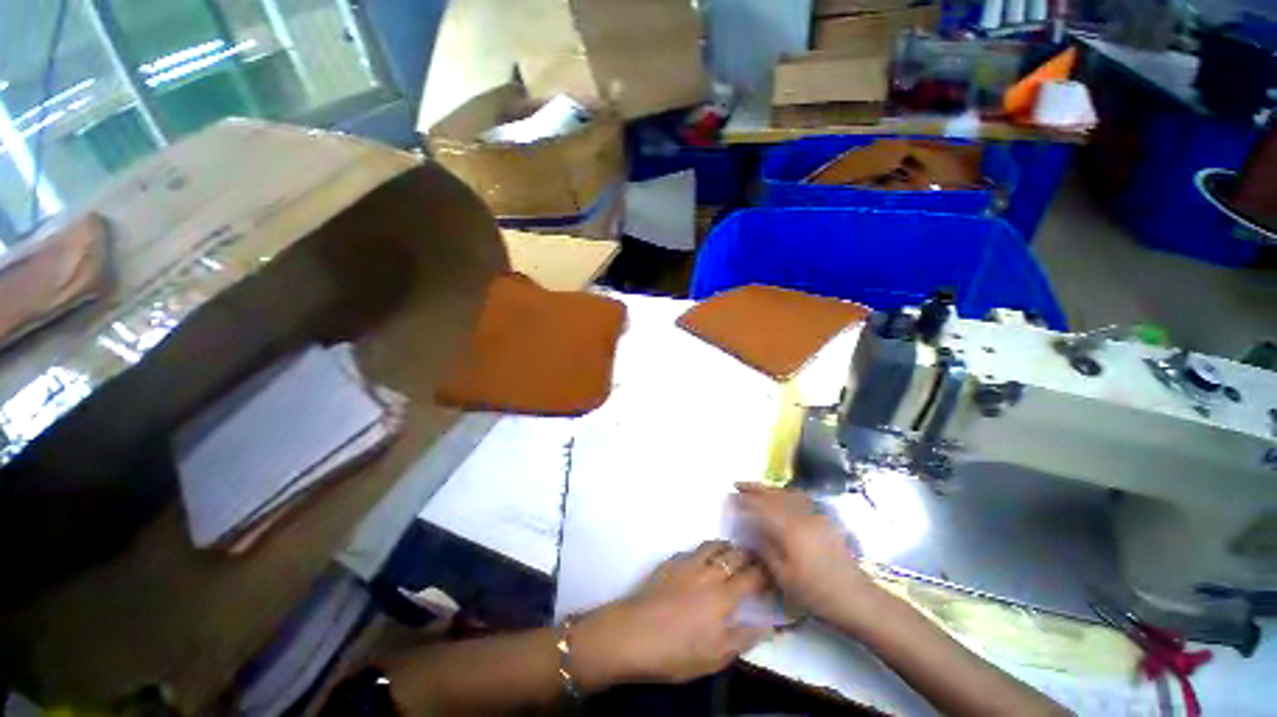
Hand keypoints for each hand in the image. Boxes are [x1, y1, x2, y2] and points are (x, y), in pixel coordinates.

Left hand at [572, 540, 772, 688]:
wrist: (634, 633)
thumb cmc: (676, 651)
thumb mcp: (715, 656)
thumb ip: (743, 638)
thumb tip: (768, 626)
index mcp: (723, 596)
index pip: (752, 576)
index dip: (766, 573)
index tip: (773, 574)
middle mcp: (708, 572)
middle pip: (735, 553)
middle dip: (749, 554)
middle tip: (755, 561)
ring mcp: (687, 563)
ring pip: (713, 545)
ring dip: (726, 547)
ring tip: (731, 555)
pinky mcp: (671, 561)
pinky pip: (693, 549)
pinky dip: (704, 551)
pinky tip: (701, 561)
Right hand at [733, 483, 879, 631]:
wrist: (856, 599)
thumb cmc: (816, 593)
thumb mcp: (783, 576)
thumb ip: (764, 548)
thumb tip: (749, 529)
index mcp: (789, 529)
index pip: (760, 507)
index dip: (743, 501)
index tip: (729, 498)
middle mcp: (801, 515)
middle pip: (773, 495)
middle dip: (753, 489)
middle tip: (736, 485)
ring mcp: (815, 515)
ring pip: (786, 494)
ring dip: (768, 489)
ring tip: (754, 488)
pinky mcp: (824, 519)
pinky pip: (798, 498)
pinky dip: (784, 493)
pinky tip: (780, 497)